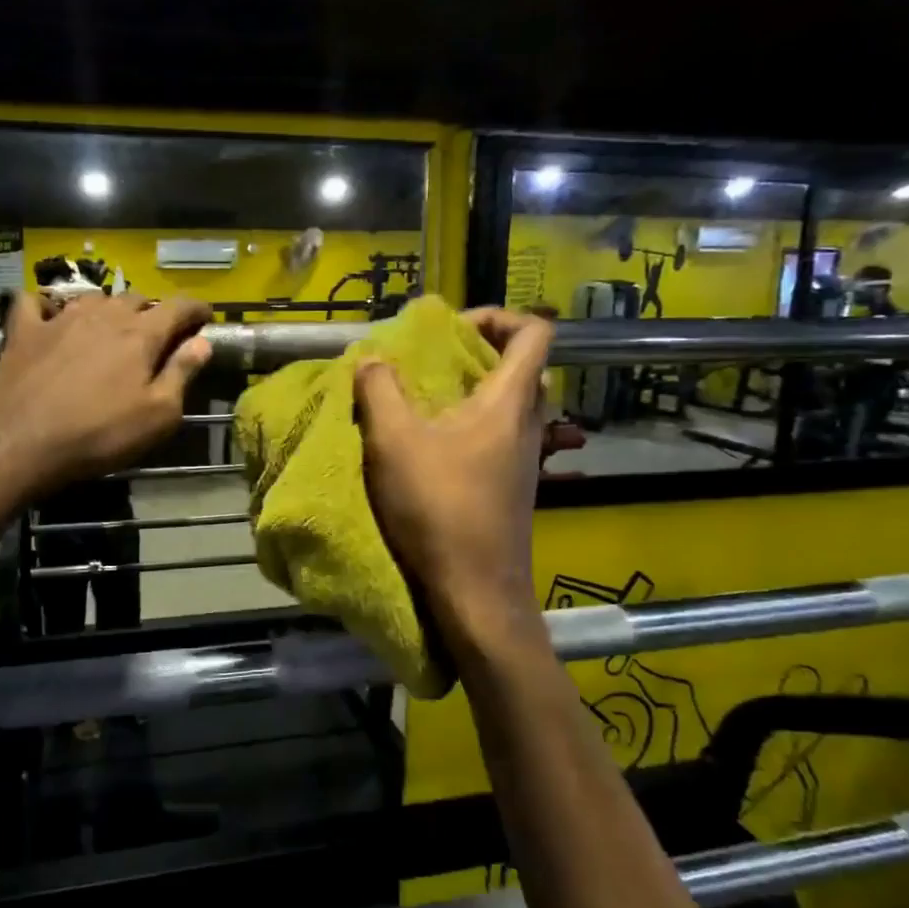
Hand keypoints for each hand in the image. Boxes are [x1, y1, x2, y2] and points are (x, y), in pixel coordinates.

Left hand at [0, 291, 212, 500]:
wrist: (17, 441)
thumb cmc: (98, 434)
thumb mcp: (157, 415)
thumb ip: (182, 373)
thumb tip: (203, 342)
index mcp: (140, 334)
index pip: (177, 307)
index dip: (196, 309)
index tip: (206, 316)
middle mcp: (103, 315)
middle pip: (136, 299)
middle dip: (153, 311)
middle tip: (158, 334)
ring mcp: (59, 319)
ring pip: (93, 298)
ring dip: (108, 309)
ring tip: (111, 327)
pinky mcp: (23, 331)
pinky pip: (35, 303)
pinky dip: (47, 305)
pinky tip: (49, 317)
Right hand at [355, 308, 552, 633]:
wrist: (476, 591)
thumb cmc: (439, 508)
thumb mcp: (393, 442)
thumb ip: (379, 391)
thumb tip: (373, 360)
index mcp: (509, 402)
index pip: (535, 333)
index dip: (499, 316)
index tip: (453, 328)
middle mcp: (528, 425)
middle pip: (521, 368)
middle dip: (478, 353)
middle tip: (433, 361)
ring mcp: (524, 460)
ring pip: (510, 406)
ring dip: (472, 393)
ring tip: (424, 402)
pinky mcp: (512, 488)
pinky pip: (499, 437)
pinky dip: (471, 426)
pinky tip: (432, 448)